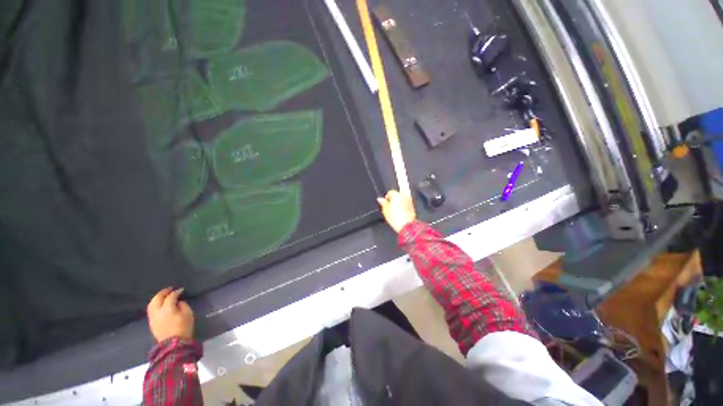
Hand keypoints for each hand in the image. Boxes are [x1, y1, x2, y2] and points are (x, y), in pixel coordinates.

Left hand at [147, 287, 193, 342]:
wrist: (173, 344)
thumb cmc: (183, 327)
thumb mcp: (188, 314)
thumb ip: (183, 305)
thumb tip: (178, 302)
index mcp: (167, 308)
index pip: (171, 296)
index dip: (176, 292)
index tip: (181, 290)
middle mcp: (157, 311)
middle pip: (157, 298)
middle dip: (163, 292)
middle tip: (170, 289)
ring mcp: (153, 317)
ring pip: (151, 304)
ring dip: (157, 298)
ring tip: (163, 295)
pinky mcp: (151, 322)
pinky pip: (151, 310)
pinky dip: (155, 304)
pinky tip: (160, 304)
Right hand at [377, 190, 415, 232]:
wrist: (406, 225)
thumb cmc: (395, 218)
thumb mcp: (385, 210)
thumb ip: (383, 203)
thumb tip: (380, 199)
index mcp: (396, 195)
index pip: (390, 192)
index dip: (387, 197)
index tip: (385, 203)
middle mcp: (403, 195)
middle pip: (397, 194)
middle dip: (394, 198)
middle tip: (390, 205)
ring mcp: (409, 200)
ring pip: (402, 197)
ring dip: (399, 201)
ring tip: (395, 208)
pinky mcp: (412, 206)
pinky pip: (406, 202)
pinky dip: (403, 204)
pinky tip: (400, 210)